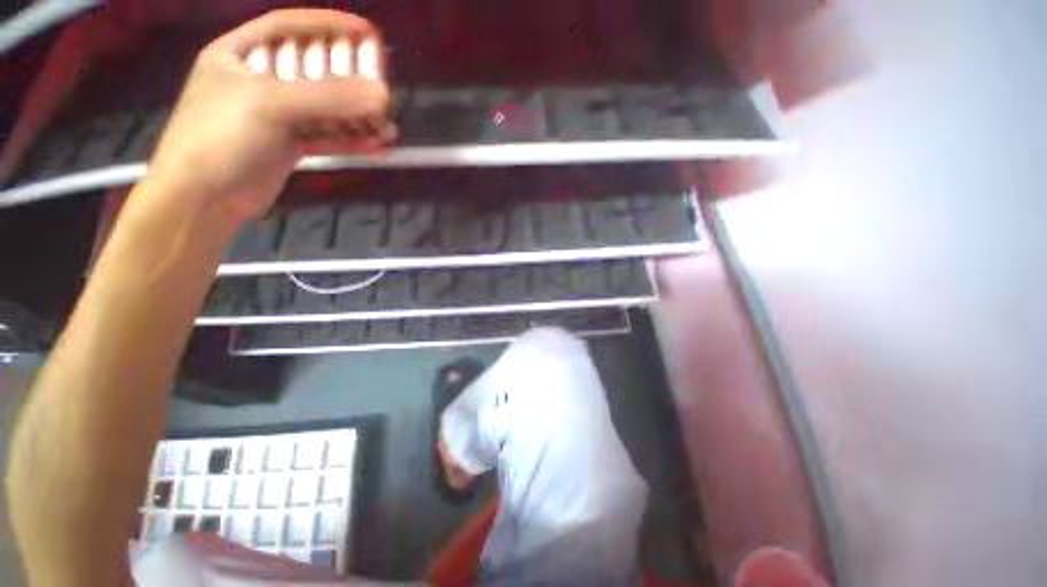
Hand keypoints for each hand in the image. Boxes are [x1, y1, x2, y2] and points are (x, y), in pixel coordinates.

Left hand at [146, 9, 395, 221]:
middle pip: (313, 71)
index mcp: (241, 54)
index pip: (289, 28)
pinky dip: (352, 141)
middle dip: (350, 80)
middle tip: (382, 89)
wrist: (203, 199)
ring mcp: (276, 115)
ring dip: (357, 117)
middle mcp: (259, 80)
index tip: (367, 32)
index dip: (329, 26)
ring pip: (324, 109)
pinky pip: (327, 137)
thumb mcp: (271, 104)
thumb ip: (329, 97)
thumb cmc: (221, 138)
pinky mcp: (289, 145)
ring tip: (388, 127)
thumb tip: (384, 96)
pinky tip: (377, 145)